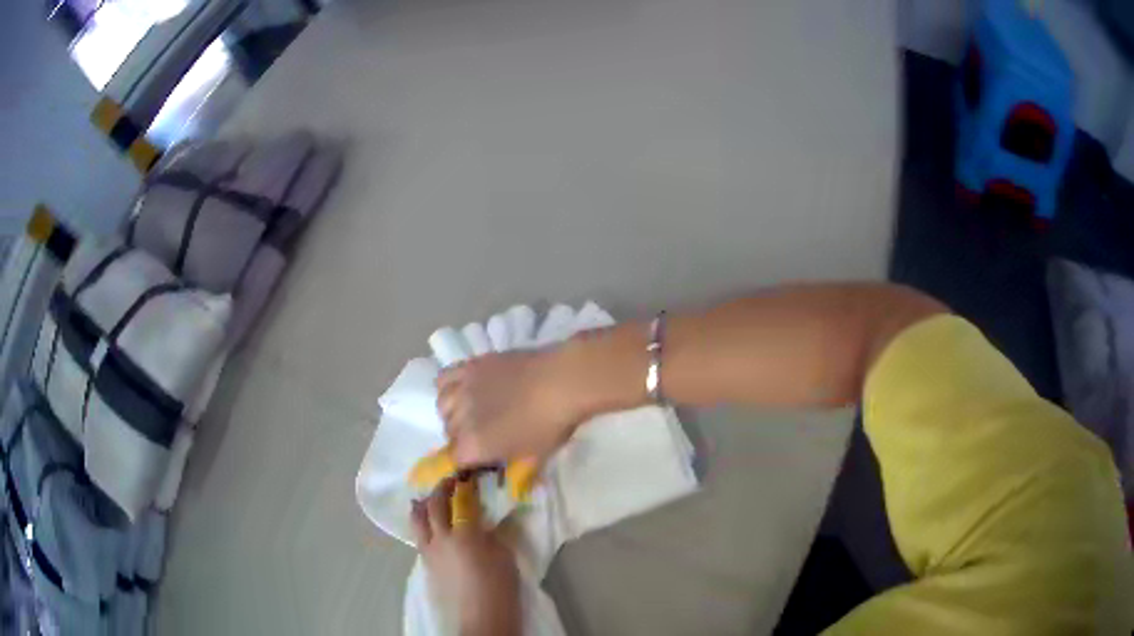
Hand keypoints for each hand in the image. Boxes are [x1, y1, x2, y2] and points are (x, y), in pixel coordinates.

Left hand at [412, 479, 520, 635]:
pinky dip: (422, 524)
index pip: (461, 501)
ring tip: (430, 498)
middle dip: (440, 489)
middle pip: (433, 505)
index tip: (468, 474)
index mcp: (465, 534)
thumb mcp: (505, 557)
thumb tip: (488, 520)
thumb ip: (493, 534)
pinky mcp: (425, 564)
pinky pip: (419, 536)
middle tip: (450, 481)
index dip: (464, 485)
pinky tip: (430, 525)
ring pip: (417, 520)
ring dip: (423, 505)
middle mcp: (441, 538)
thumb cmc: (500, 588)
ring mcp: (429, 551)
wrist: (481, 618)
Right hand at [436, 349, 587, 465]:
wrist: (561, 382)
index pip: (453, 459)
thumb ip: (516, 468)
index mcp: (473, 446)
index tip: (479, 457)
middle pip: (448, 431)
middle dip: (460, 436)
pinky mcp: (470, 365)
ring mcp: (463, 389)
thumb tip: (511, 476)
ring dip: (451, 412)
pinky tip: (460, 388)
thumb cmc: (551, 425)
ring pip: (442, 405)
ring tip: (468, 411)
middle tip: (481, 433)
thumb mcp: (535, 457)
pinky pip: (444, 377)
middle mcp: (460, 419)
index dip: (466, 459)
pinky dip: (447, 386)